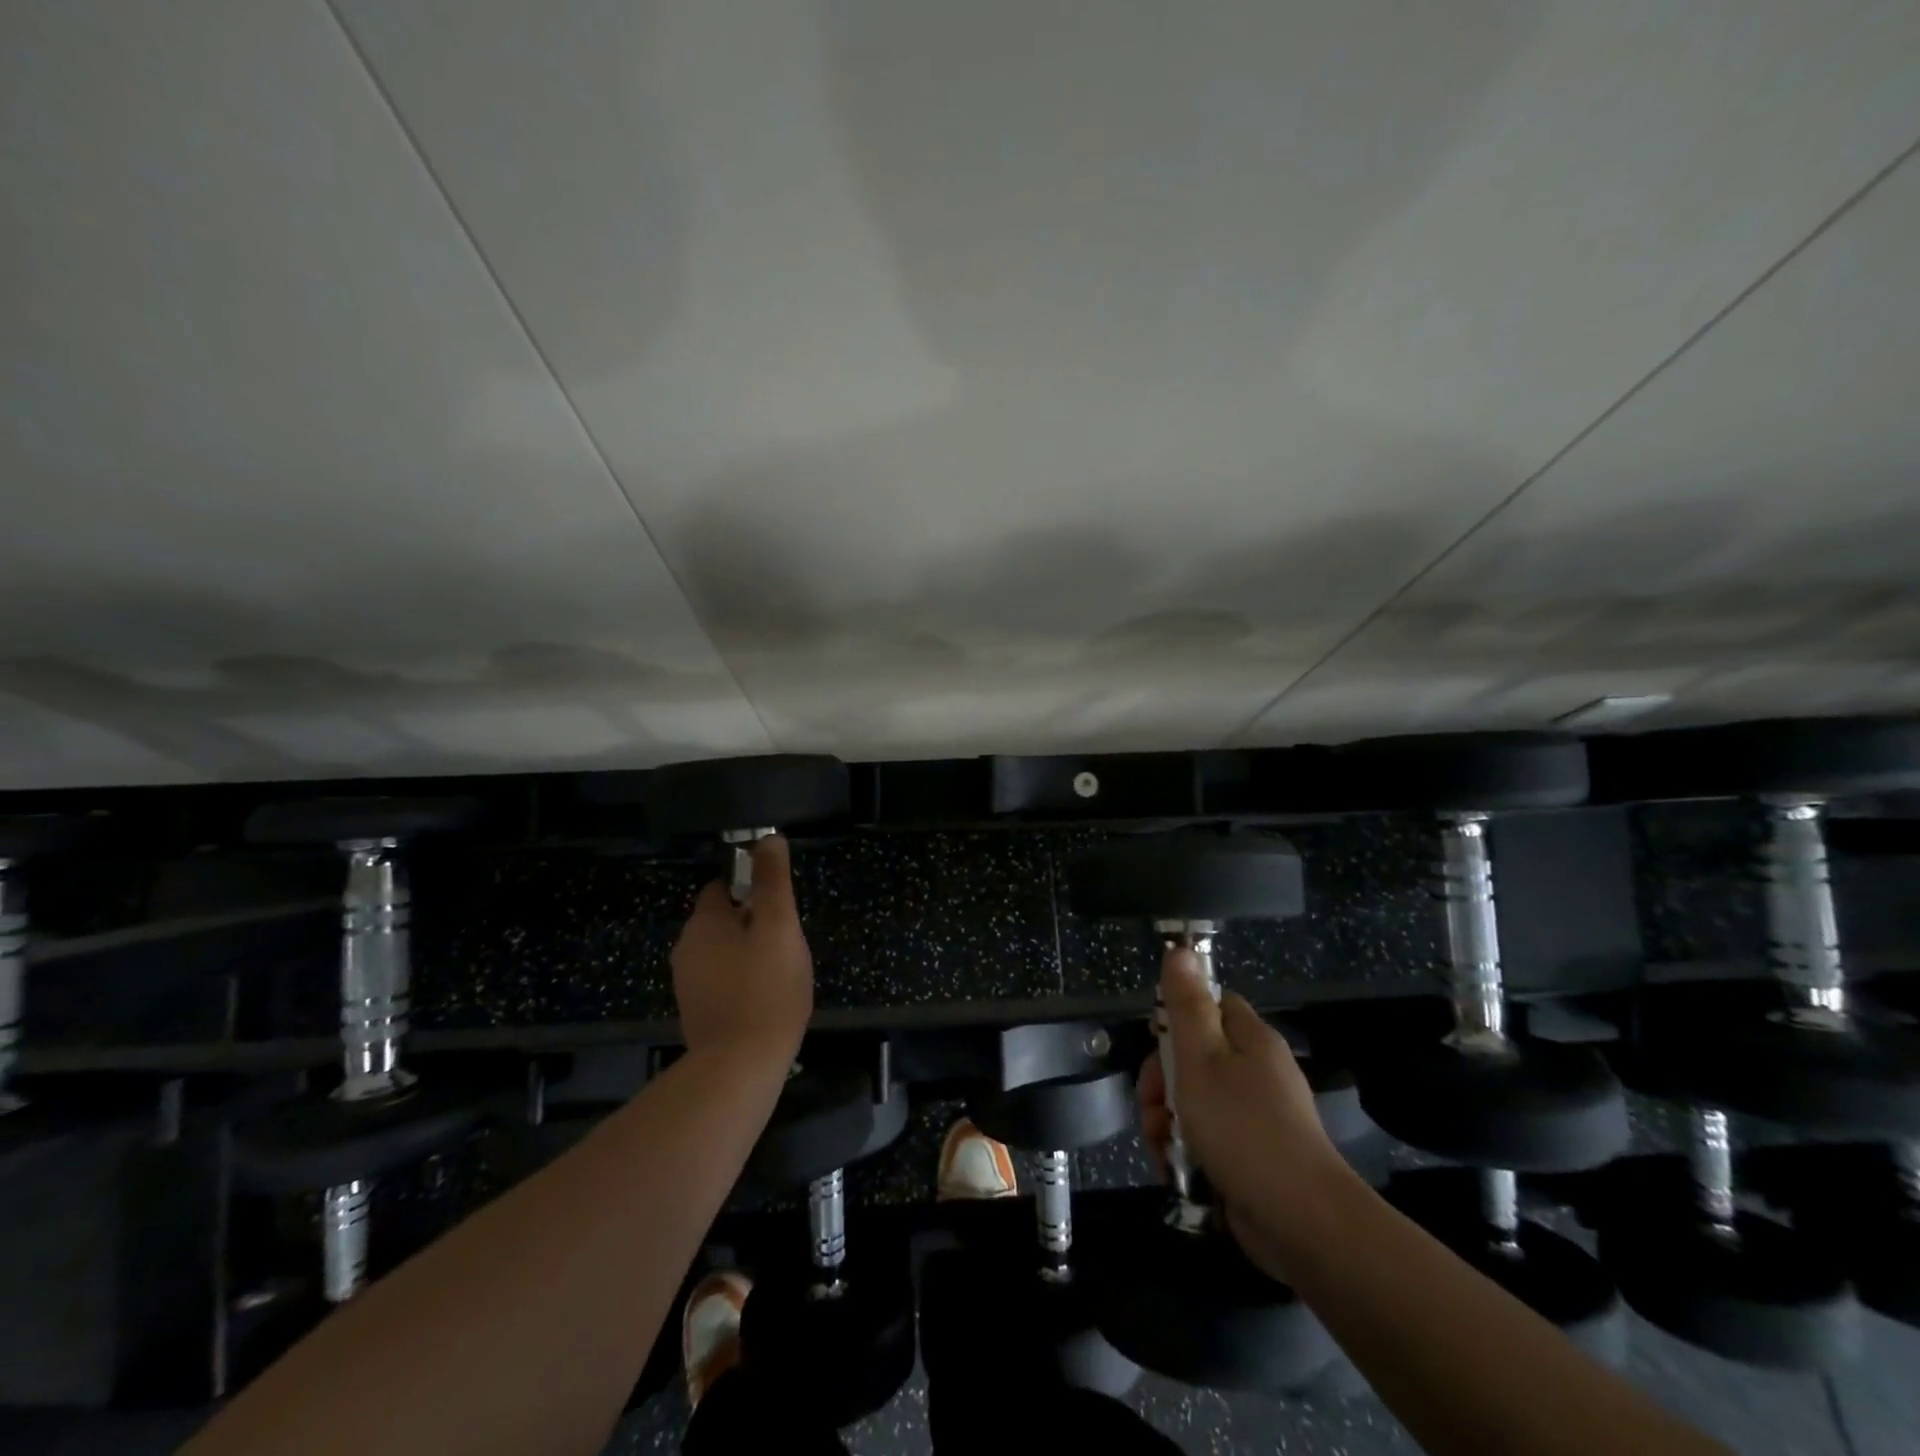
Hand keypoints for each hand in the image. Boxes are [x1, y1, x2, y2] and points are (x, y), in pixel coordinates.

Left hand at [670, 835, 813, 1067]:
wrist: (739, 1067)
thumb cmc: (766, 988)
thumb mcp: (779, 926)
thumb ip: (772, 880)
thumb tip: (768, 838)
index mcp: (703, 923)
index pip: (721, 887)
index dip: (751, 888)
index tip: (778, 906)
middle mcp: (686, 948)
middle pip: (723, 920)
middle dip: (753, 923)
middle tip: (787, 941)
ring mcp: (688, 984)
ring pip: (723, 952)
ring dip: (749, 953)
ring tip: (780, 972)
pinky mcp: (697, 1012)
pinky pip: (722, 981)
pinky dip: (741, 981)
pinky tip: (765, 998)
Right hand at [1137, 948, 1349, 1276]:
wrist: (1301, 1222)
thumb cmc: (1244, 1128)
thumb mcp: (1201, 1058)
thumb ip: (1186, 1004)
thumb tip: (1180, 949)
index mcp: (1250, 1039)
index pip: (1211, 1006)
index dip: (1177, 1019)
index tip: (1157, 1043)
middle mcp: (1257, 1072)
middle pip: (1195, 1057)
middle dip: (1163, 1082)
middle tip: (1153, 1106)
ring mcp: (1257, 1117)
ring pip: (1195, 1102)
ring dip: (1167, 1120)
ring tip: (1161, 1145)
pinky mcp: (1252, 1157)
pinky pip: (1208, 1139)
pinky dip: (1186, 1150)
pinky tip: (1174, 1168)